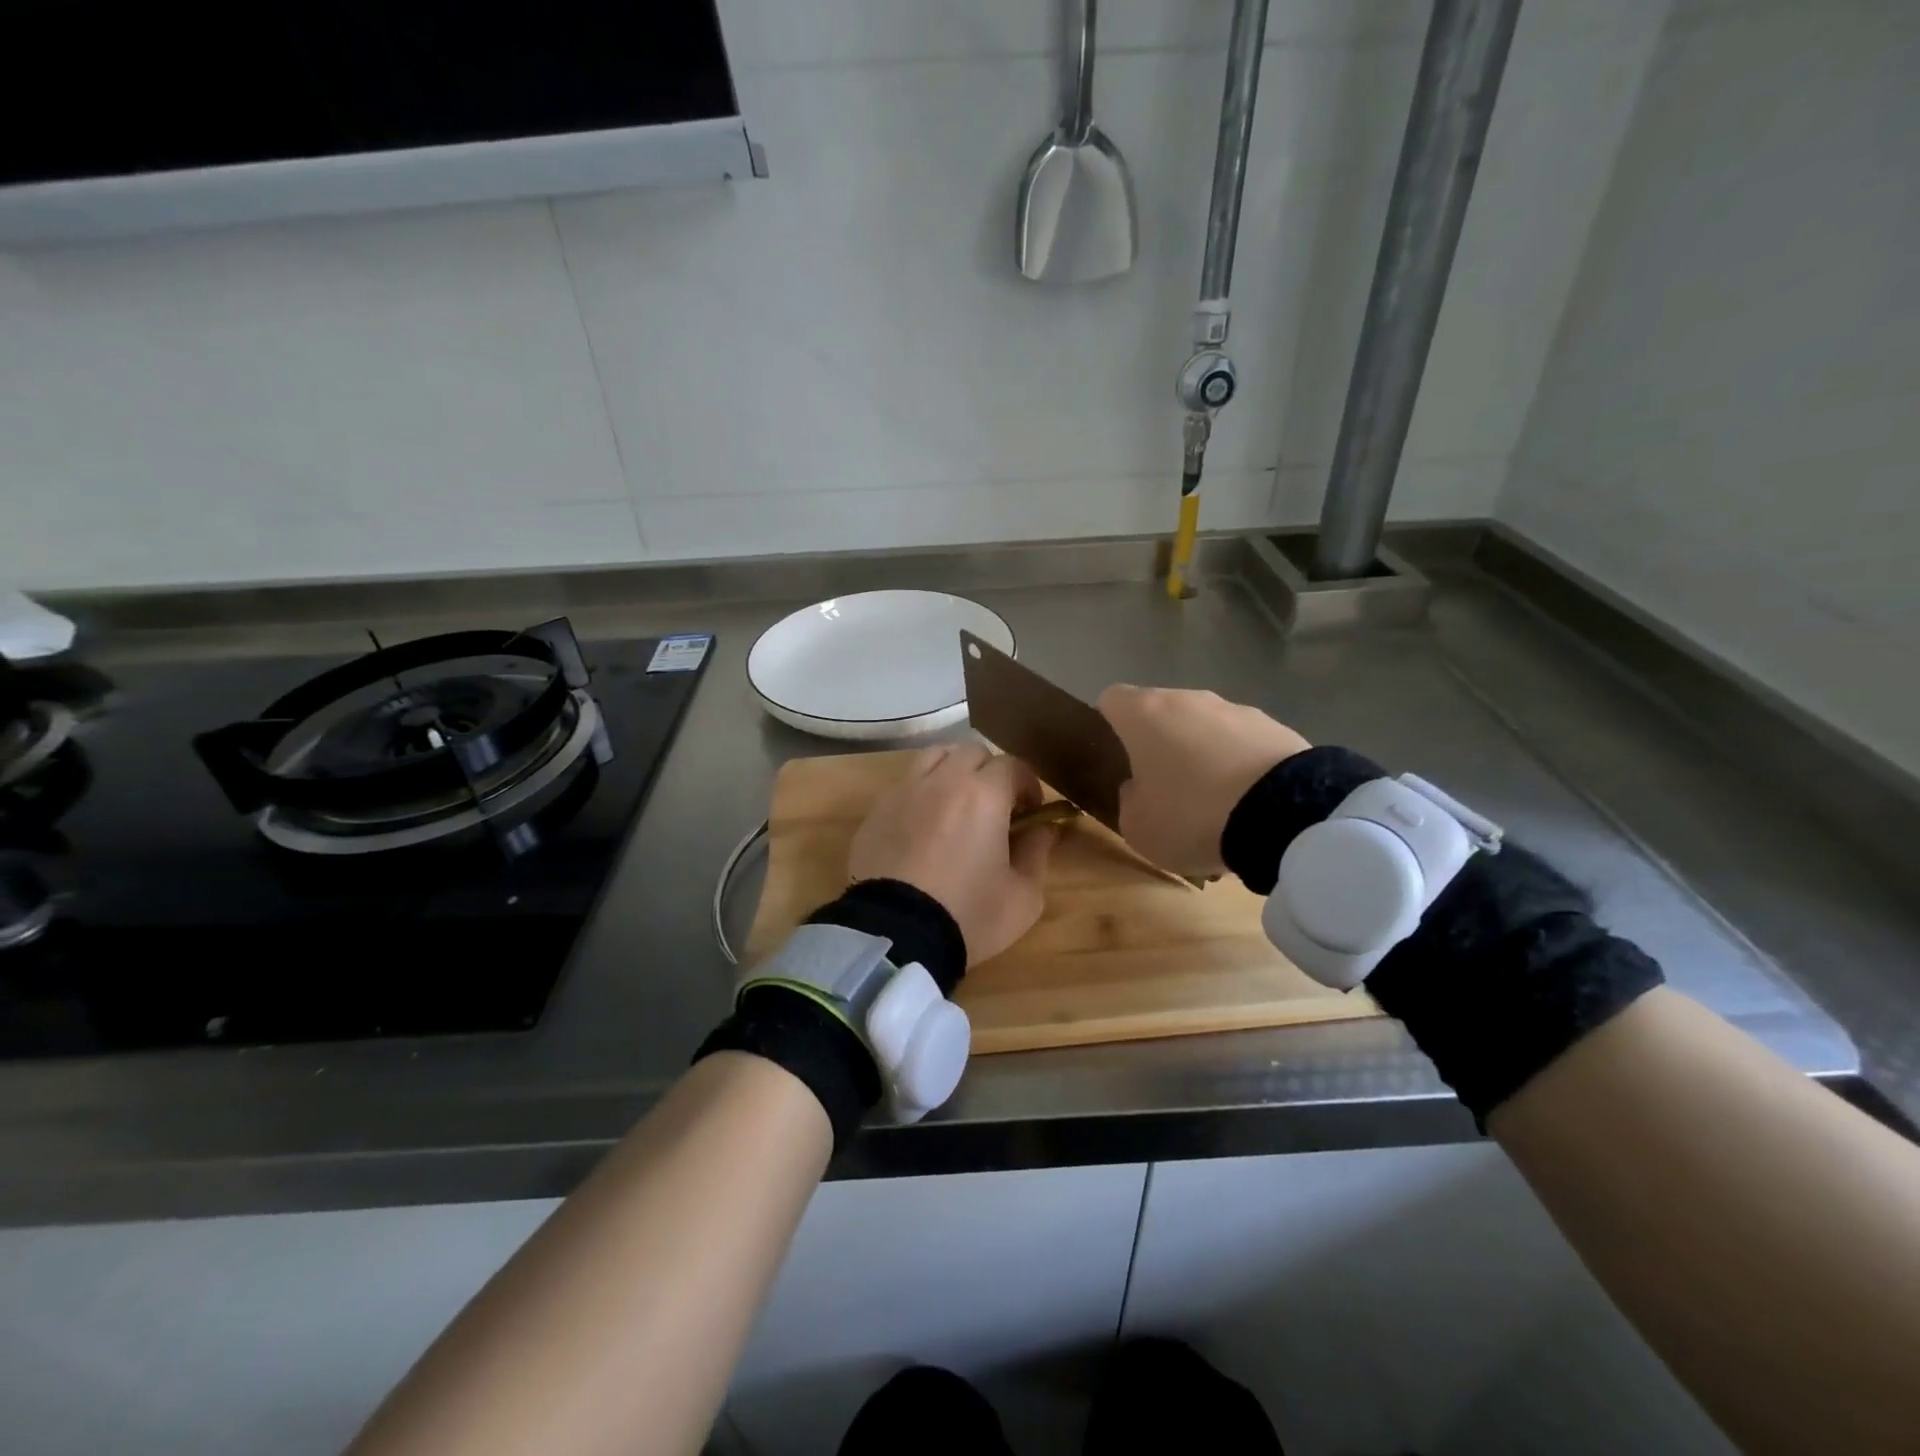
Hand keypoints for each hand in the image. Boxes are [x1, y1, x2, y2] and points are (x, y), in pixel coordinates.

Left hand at [847, 744, 1059, 966]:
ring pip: (934, 757)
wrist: (896, 935)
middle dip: (990, 773)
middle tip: (995, 807)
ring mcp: (904, 791)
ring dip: (953, 771)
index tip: (1030, 811)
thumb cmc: (968, 915)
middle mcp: (943, 780)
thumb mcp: (1023, 896)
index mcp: (984, 794)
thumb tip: (1044, 829)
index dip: (1028, 785)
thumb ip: (1038, 853)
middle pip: (972, 753)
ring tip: (957, 805)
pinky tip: (924, 826)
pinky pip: (905, 784)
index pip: (1013, 766)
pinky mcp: (876, 810)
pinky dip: (922, 793)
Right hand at [1097, 686, 1310, 877]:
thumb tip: (1141, 788)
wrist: (1285, 814)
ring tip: (1214, 804)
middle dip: (1159, 744)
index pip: (1111, 699)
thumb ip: (1130, 801)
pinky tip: (1248, 805)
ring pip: (1205, 728)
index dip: (1108, 724)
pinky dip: (1239, 766)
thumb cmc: (1191, 814)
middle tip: (1163, 788)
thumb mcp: (1138, 826)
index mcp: (1144, 714)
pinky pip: (1243, 745)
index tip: (1116, 757)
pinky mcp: (1276, 727)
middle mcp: (1188, 699)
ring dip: (1202, 755)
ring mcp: (1236, 709)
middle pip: (1162, 713)